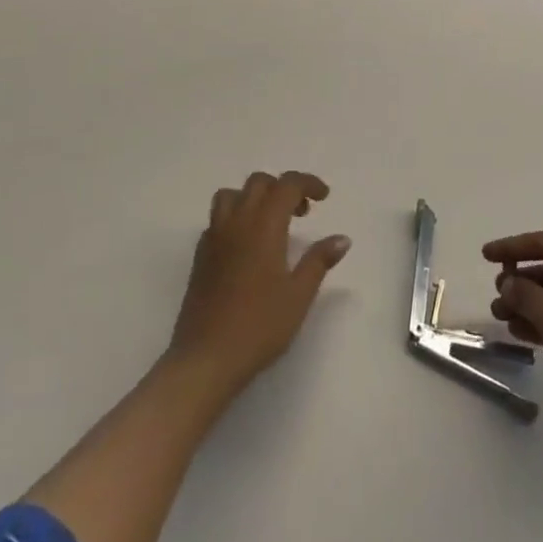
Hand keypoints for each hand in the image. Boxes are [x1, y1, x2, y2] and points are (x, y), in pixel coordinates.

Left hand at [167, 171, 351, 399]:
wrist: (206, 358)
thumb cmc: (259, 326)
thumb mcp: (298, 295)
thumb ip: (319, 261)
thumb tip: (342, 238)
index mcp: (264, 225)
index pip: (287, 184)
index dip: (308, 183)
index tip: (324, 197)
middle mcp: (237, 221)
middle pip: (259, 182)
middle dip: (282, 188)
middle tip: (301, 213)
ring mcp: (214, 237)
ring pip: (232, 195)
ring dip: (254, 197)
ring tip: (270, 222)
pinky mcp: (200, 255)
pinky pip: (217, 219)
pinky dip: (235, 217)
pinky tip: (246, 245)